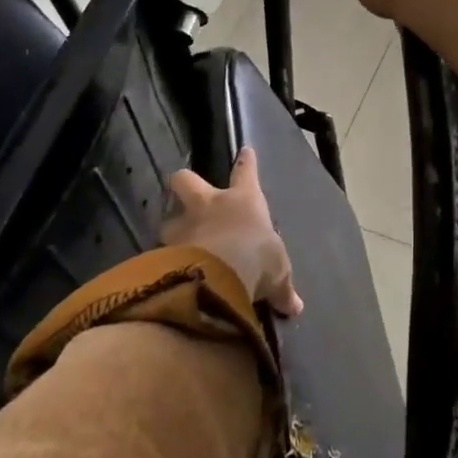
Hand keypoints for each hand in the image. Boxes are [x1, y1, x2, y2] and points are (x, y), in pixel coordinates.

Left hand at [161, 148, 302, 316]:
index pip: (246, 173)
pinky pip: (161, 251)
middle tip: (184, 191)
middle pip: (186, 180)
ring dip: (172, 228)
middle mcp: (209, 206)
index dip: (246, 162)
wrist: (217, 277)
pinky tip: (167, 271)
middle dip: (184, 182)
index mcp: (243, 200)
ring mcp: (183, 226)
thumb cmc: (256, 259)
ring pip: (168, 218)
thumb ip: (282, 287)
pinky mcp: (164, 251)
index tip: (245, 151)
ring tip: (175, 242)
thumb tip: (295, 306)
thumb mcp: (277, 273)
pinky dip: (165, 260)